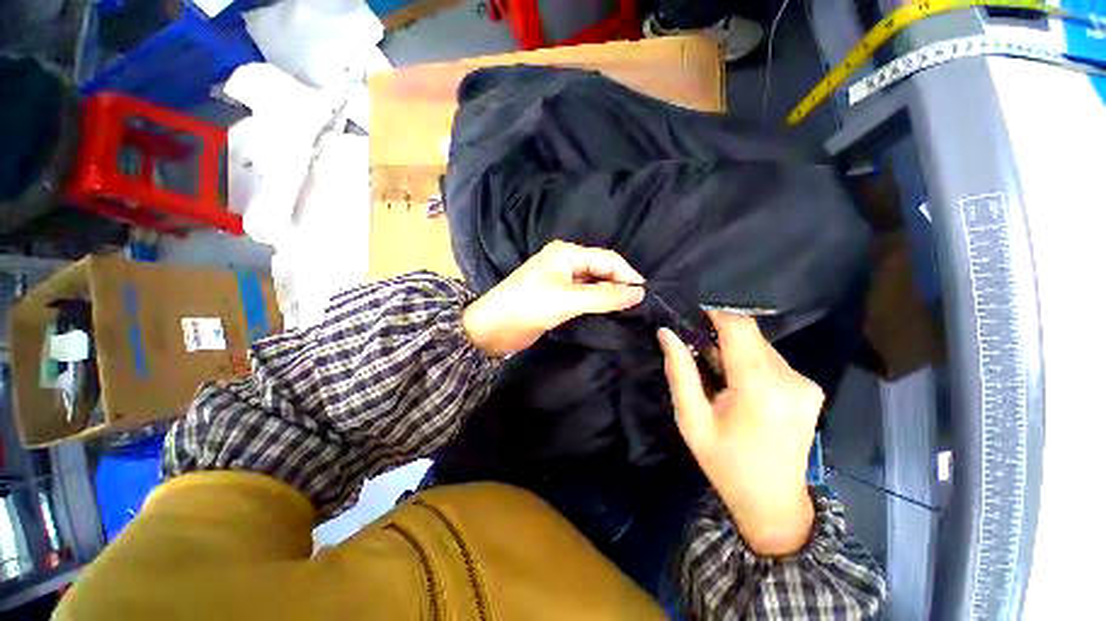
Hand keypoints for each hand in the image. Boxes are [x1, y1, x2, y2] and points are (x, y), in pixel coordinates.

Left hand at [463, 241, 644, 357]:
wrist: (493, 328)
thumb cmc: (529, 306)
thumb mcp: (569, 299)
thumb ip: (604, 296)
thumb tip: (639, 293)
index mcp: (567, 253)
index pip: (606, 259)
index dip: (627, 274)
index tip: (645, 293)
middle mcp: (565, 262)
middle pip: (601, 269)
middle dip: (619, 283)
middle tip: (639, 303)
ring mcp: (561, 280)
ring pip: (593, 282)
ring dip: (609, 293)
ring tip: (629, 308)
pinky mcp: (557, 296)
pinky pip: (584, 295)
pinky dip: (597, 301)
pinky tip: (609, 310)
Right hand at [658, 312, 822, 555]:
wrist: (773, 502)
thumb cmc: (725, 462)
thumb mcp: (691, 419)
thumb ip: (679, 371)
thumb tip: (666, 333)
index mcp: (760, 387)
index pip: (740, 327)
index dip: (715, 314)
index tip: (692, 318)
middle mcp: (791, 379)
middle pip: (751, 334)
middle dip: (721, 336)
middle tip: (698, 356)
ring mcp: (806, 384)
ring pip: (761, 346)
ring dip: (735, 350)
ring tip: (718, 376)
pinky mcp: (810, 389)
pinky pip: (773, 360)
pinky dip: (750, 362)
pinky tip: (739, 386)